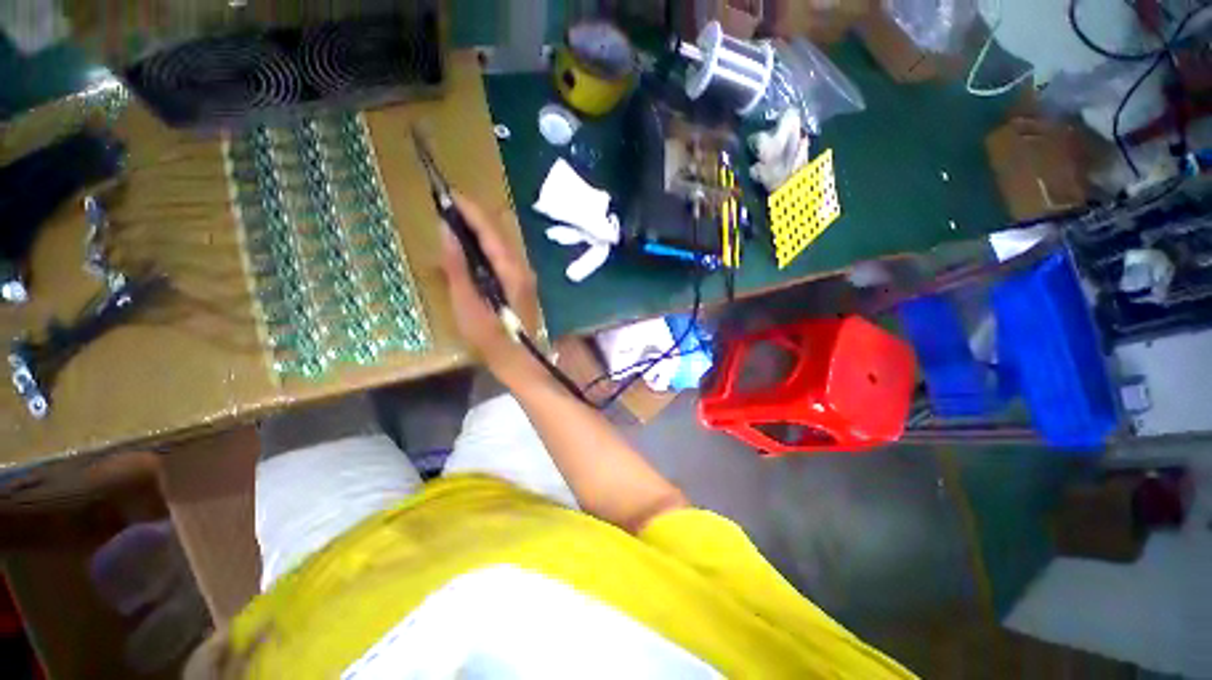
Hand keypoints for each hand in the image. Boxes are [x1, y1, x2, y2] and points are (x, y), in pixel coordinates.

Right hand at [439, 194, 544, 387]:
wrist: (521, 361)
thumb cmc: (491, 338)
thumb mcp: (467, 304)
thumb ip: (457, 267)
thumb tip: (446, 231)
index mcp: (510, 269)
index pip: (490, 228)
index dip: (470, 208)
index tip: (447, 194)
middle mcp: (522, 267)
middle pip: (498, 231)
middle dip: (473, 216)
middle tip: (445, 208)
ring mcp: (524, 275)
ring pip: (501, 243)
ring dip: (479, 230)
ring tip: (453, 225)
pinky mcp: (521, 284)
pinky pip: (502, 256)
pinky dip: (485, 247)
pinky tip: (470, 251)